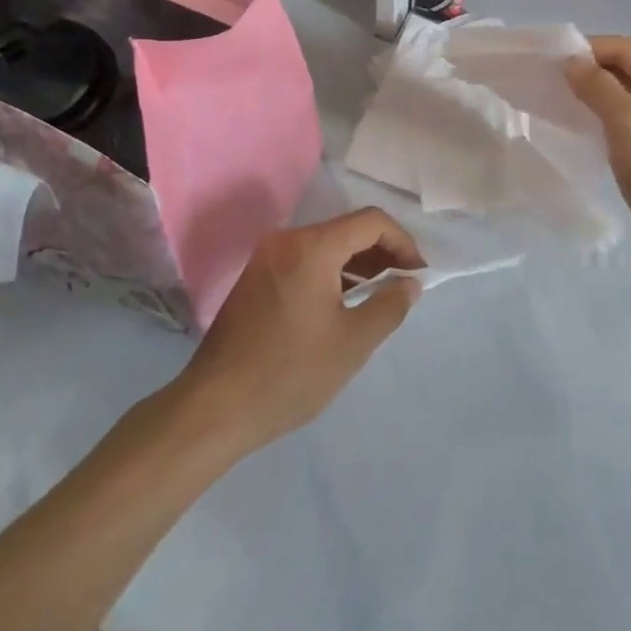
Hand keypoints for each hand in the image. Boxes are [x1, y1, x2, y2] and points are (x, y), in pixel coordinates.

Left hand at [178, 209, 423, 454]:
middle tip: (402, 288)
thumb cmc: (290, 373)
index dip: (403, 243)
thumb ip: (389, 305)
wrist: (213, 408)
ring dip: (357, 265)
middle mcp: (287, 241)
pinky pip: (305, 262)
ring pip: (326, 246)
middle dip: (382, 253)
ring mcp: (267, 259)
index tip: (417, 276)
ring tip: (377, 299)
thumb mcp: (353, 342)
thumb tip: (409, 283)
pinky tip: (342, 305)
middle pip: (347, 230)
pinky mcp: (255, 279)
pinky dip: (331, 274)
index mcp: (312, 247)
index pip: (371, 221)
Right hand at [565, 35, 630, 282]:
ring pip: (626, 96)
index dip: (589, 48)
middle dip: (590, 71)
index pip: (626, 48)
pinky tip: (583, 128)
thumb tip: (572, 62)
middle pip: (627, 69)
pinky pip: (629, 121)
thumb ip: (596, 85)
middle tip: (551, 82)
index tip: (552, 60)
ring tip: (561, 102)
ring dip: (595, 95)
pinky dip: (605, 118)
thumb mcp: (625, 120)